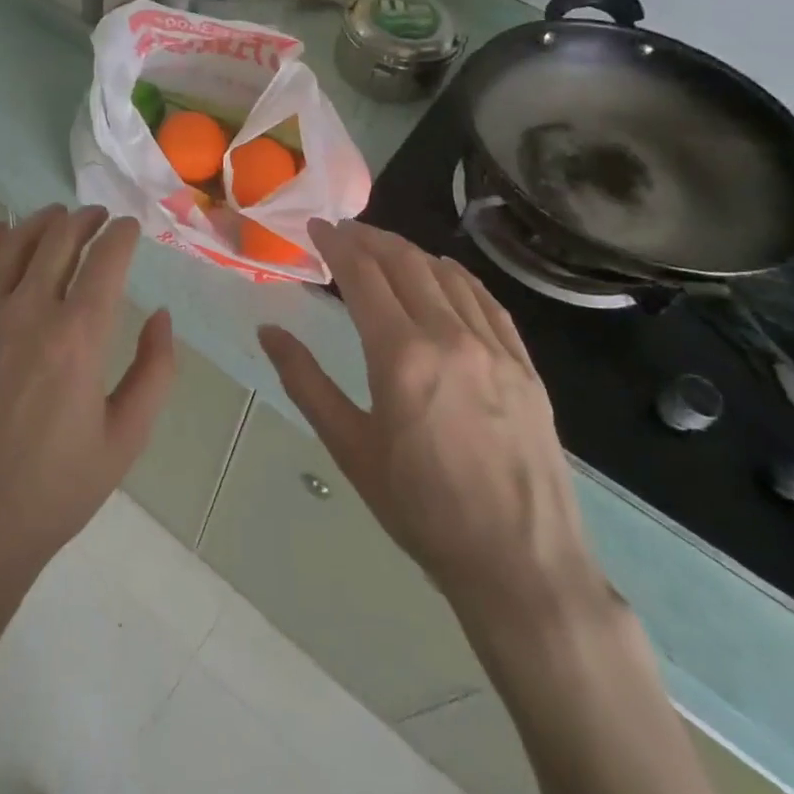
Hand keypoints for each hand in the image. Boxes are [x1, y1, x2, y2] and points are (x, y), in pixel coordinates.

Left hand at [0, 205, 176, 599]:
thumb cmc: (53, 490)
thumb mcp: (125, 439)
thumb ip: (154, 371)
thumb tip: (162, 316)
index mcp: (78, 337)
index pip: (106, 259)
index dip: (122, 234)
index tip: (130, 226)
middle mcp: (29, 312)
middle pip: (59, 239)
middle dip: (84, 219)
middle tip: (98, 216)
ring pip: (13, 244)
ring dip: (40, 221)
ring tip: (57, 216)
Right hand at [258, 220, 603, 627]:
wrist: (521, 565)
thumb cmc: (422, 509)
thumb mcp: (350, 448)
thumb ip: (305, 381)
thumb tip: (268, 331)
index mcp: (401, 355)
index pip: (363, 274)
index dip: (336, 243)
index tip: (316, 227)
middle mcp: (449, 336)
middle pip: (405, 261)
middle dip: (368, 237)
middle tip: (343, 233)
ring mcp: (494, 347)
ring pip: (446, 274)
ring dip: (409, 251)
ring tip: (383, 250)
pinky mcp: (524, 364)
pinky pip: (486, 300)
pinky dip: (456, 276)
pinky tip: (443, 275)